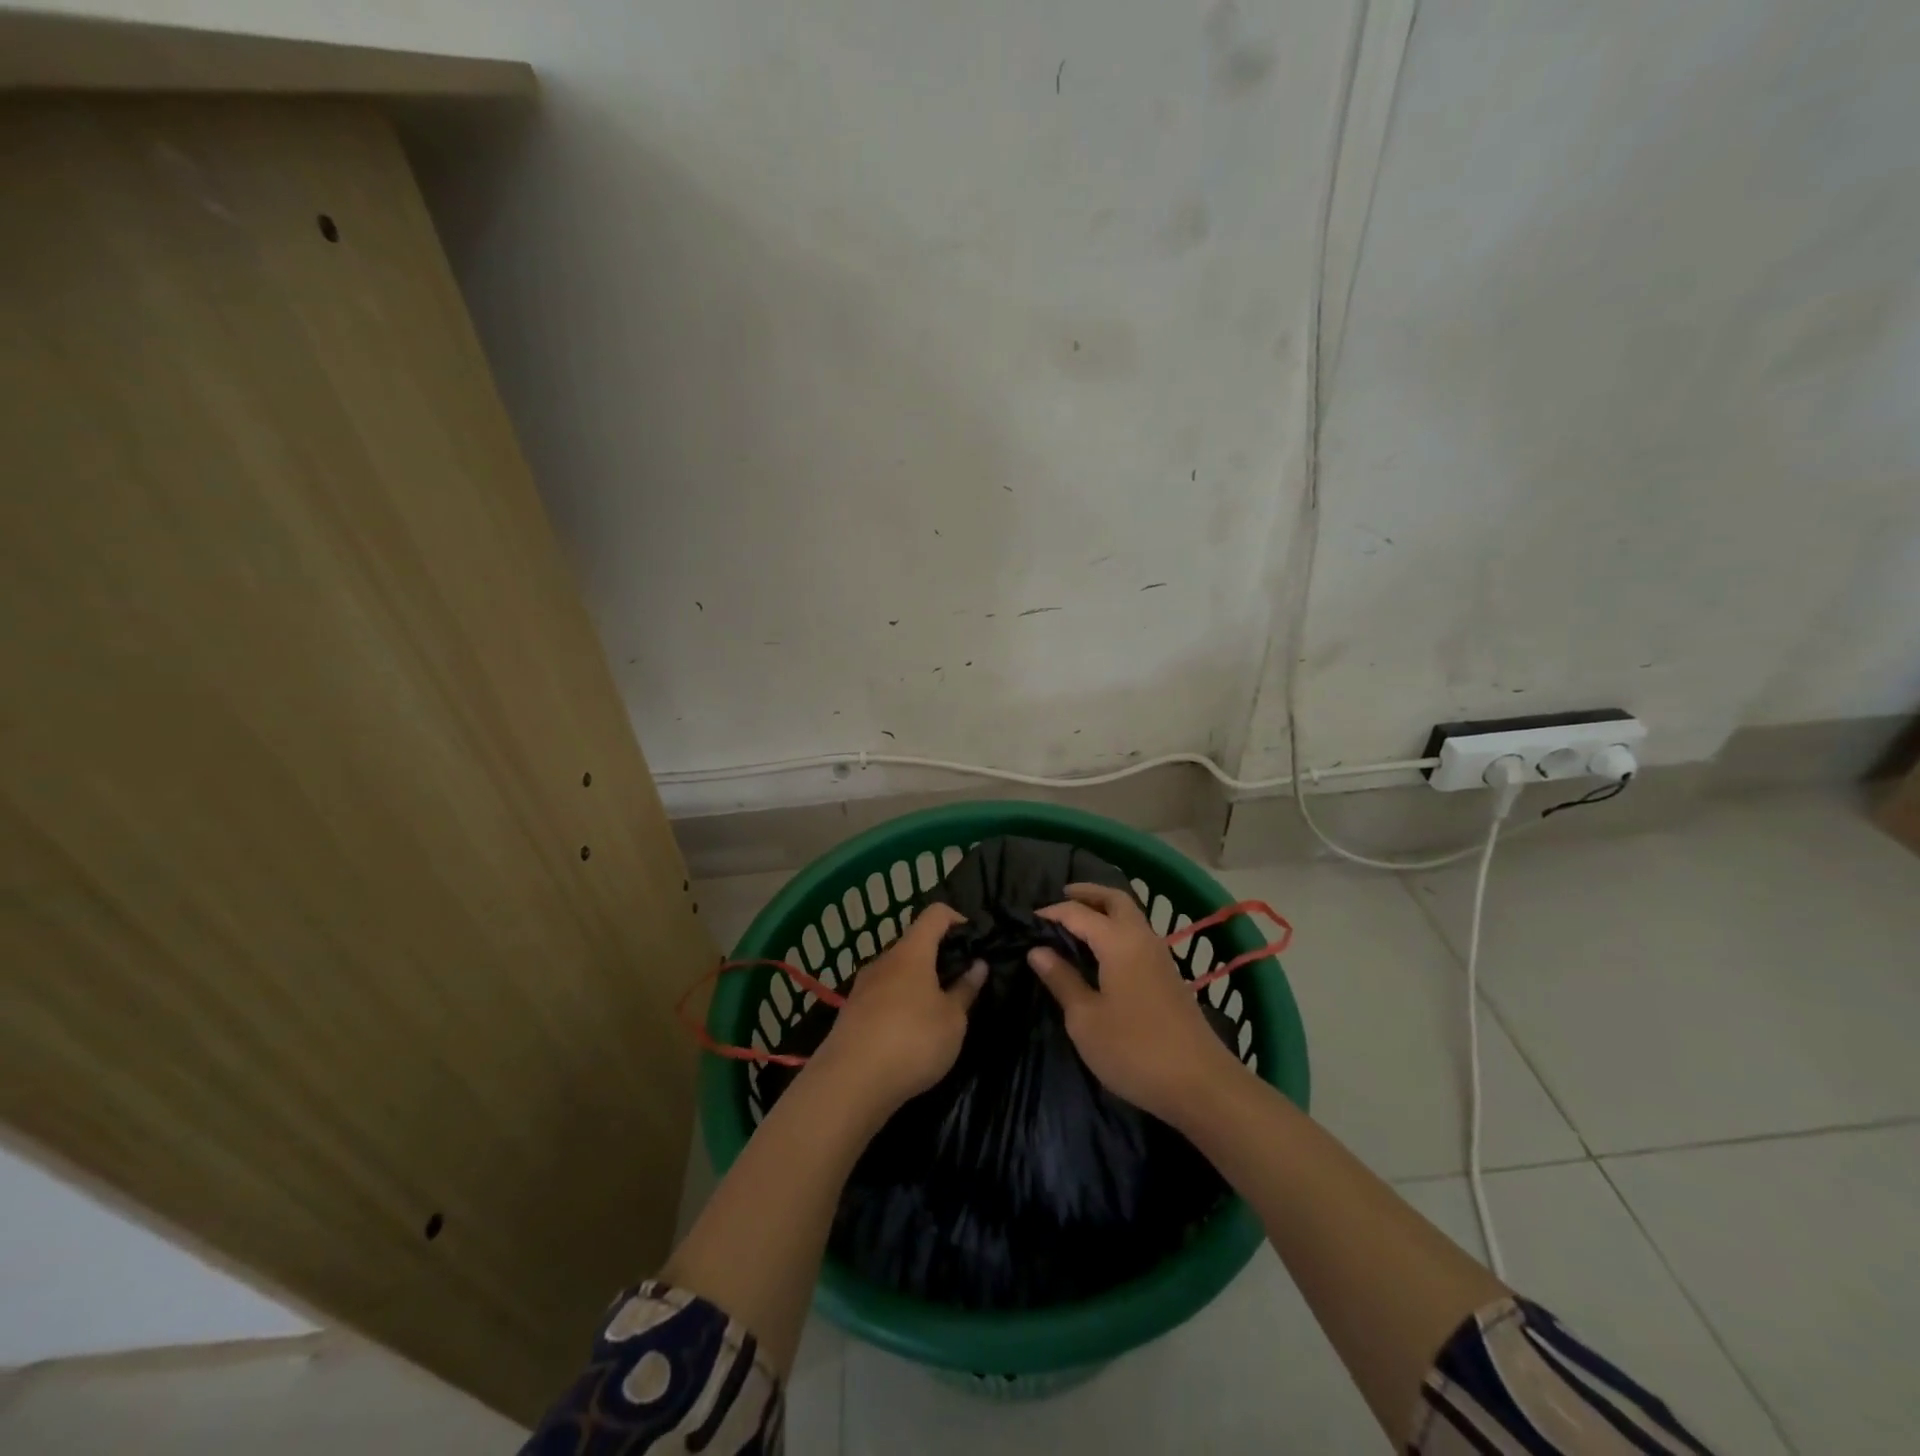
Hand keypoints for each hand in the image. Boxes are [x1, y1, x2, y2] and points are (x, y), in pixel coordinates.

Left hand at [809, 903, 985, 1121]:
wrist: (849, 1083)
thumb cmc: (912, 1041)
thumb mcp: (952, 1020)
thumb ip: (965, 990)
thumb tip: (978, 964)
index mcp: (912, 952)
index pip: (935, 915)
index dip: (957, 918)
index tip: (974, 939)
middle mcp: (884, 960)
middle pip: (914, 944)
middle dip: (938, 957)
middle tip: (961, 981)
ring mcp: (863, 986)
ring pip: (897, 972)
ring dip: (918, 983)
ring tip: (937, 1010)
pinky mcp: (851, 1013)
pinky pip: (882, 996)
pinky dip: (900, 1003)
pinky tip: (909, 1032)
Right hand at [1029, 882, 1243, 1123]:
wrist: (1200, 1084)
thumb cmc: (1134, 1050)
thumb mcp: (1085, 1019)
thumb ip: (1062, 980)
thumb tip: (1038, 951)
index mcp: (1118, 942)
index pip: (1079, 913)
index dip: (1054, 911)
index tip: (1030, 918)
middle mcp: (1142, 938)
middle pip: (1116, 899)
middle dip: (1088, 893)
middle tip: (1062, 896)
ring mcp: (1160, 956)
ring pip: (1131, 915)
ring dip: (1106, 909)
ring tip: (1079, 920)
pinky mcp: (1169, 975)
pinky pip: (1138, 934)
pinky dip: (1118, 928)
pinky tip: (1104, 951)